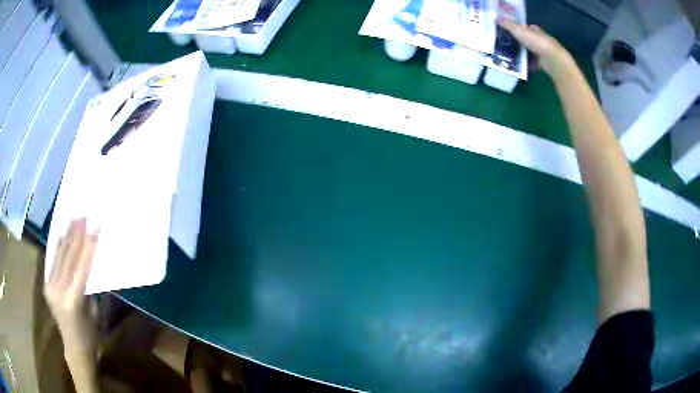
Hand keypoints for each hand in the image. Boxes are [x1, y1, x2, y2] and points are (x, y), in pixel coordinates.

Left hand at [44, 218, 98, 354]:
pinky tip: (62, 236)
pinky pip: (53, 263)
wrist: (75, 349)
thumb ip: (88, 285)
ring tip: (73, 219)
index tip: (95, 225)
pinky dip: (58, 248)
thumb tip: (89, 262)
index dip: (88, 245)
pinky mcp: (47, 286)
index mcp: (73, 299)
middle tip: (83, 215)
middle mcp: (58, 290)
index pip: (81, 266)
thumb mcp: (94, 311)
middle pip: (68, 257)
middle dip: (76, 235)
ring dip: (67, 237)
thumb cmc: (91, 335)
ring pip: (59, 257)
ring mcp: (50, 287)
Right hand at [498, 19, 572, 77]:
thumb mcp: (518, 30)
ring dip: (520, 54)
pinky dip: (526, 64)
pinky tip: (517, 66)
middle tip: (504, 45)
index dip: (516, 28)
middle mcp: (539, 39)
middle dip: (517, 42)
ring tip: (508, 56)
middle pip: (526, 40)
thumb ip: (507, 25)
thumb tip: (496, 18)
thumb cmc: (536, 41)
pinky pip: (532, 63)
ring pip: (528, 51)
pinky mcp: (543, 63)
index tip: (506, 32)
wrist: (552, 59)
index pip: (525, 27)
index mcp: (535, 29)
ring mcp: (542, 51)